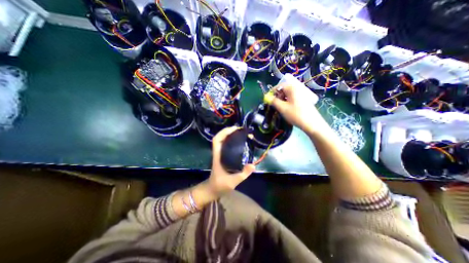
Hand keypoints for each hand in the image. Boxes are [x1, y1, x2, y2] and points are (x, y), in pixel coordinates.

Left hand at [209, 126, 254, 196]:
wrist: (213, 189)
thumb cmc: (220, 185)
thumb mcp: (232, 181)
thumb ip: (243, 174)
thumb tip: (253, 165)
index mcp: (218, 156)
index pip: (217, 140)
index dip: (224, 132)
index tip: (235, 129)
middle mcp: (218, 152)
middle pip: (220, 137)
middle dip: (229, 131)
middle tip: (241, 130)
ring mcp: (220, 154)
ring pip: (223, 140)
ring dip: (231, 135)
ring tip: (242, 133)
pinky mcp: (223, 156)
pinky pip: (227, 145)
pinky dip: (232, 140)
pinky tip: (240, 141)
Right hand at [270, 82, 326, 135]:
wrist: (312, 123)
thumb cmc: (296, 114)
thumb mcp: (282, 108)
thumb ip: (273, 101)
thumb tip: (266, 97)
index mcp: (292, 88)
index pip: (279, 86)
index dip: (272, 92)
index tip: (267, 99)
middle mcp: (297, 88)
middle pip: (284, 89)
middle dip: (277, 96)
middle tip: (274, 104)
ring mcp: (302, 93)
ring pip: (288, 94)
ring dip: (282, 99)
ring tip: (279, 107)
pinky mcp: (304, 99)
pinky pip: (293, 97)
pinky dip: (287, 101)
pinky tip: (287, 108)